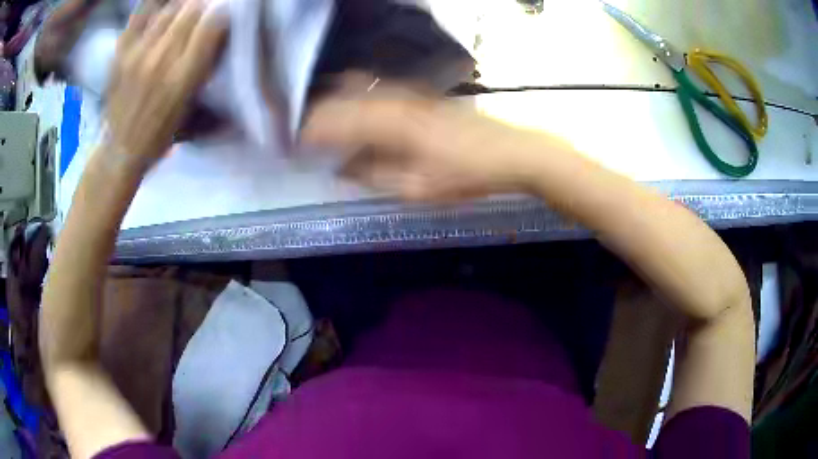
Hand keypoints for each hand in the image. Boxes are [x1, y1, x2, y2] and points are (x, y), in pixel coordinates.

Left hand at [103, 0, 225, 171]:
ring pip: (170, 7)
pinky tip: (162, 7)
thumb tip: (220, 31)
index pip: (213, 25)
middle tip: (204, 10)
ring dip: (182, 5)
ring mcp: (138, 52)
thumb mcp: (192, 107)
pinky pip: (142, 13)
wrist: (121, 149)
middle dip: (203, 6)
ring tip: (185, 9)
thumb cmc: (161, 134)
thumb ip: (206, 68)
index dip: (223, 13)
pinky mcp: (122, 50)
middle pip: (192, 9)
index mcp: (184, 77)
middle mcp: (162, 59)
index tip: (224, 13)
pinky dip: (156, 5)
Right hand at [302, 81, 537, 201]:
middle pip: (347, 98)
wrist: (512, 152)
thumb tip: (342, 170)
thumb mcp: (418, 188)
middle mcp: (398, 102)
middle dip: (318, 111)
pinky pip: (382, 89)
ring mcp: (413, 95)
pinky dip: (360, 95)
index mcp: (393, 126)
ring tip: (317, 113)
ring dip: (337, 99)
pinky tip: (354, 102)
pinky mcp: (424, 96)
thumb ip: (376, 177)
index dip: (312, 130)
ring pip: (364, 88)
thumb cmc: (466, 175)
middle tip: (299, 128)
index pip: (339, 121)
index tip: (292, 142)